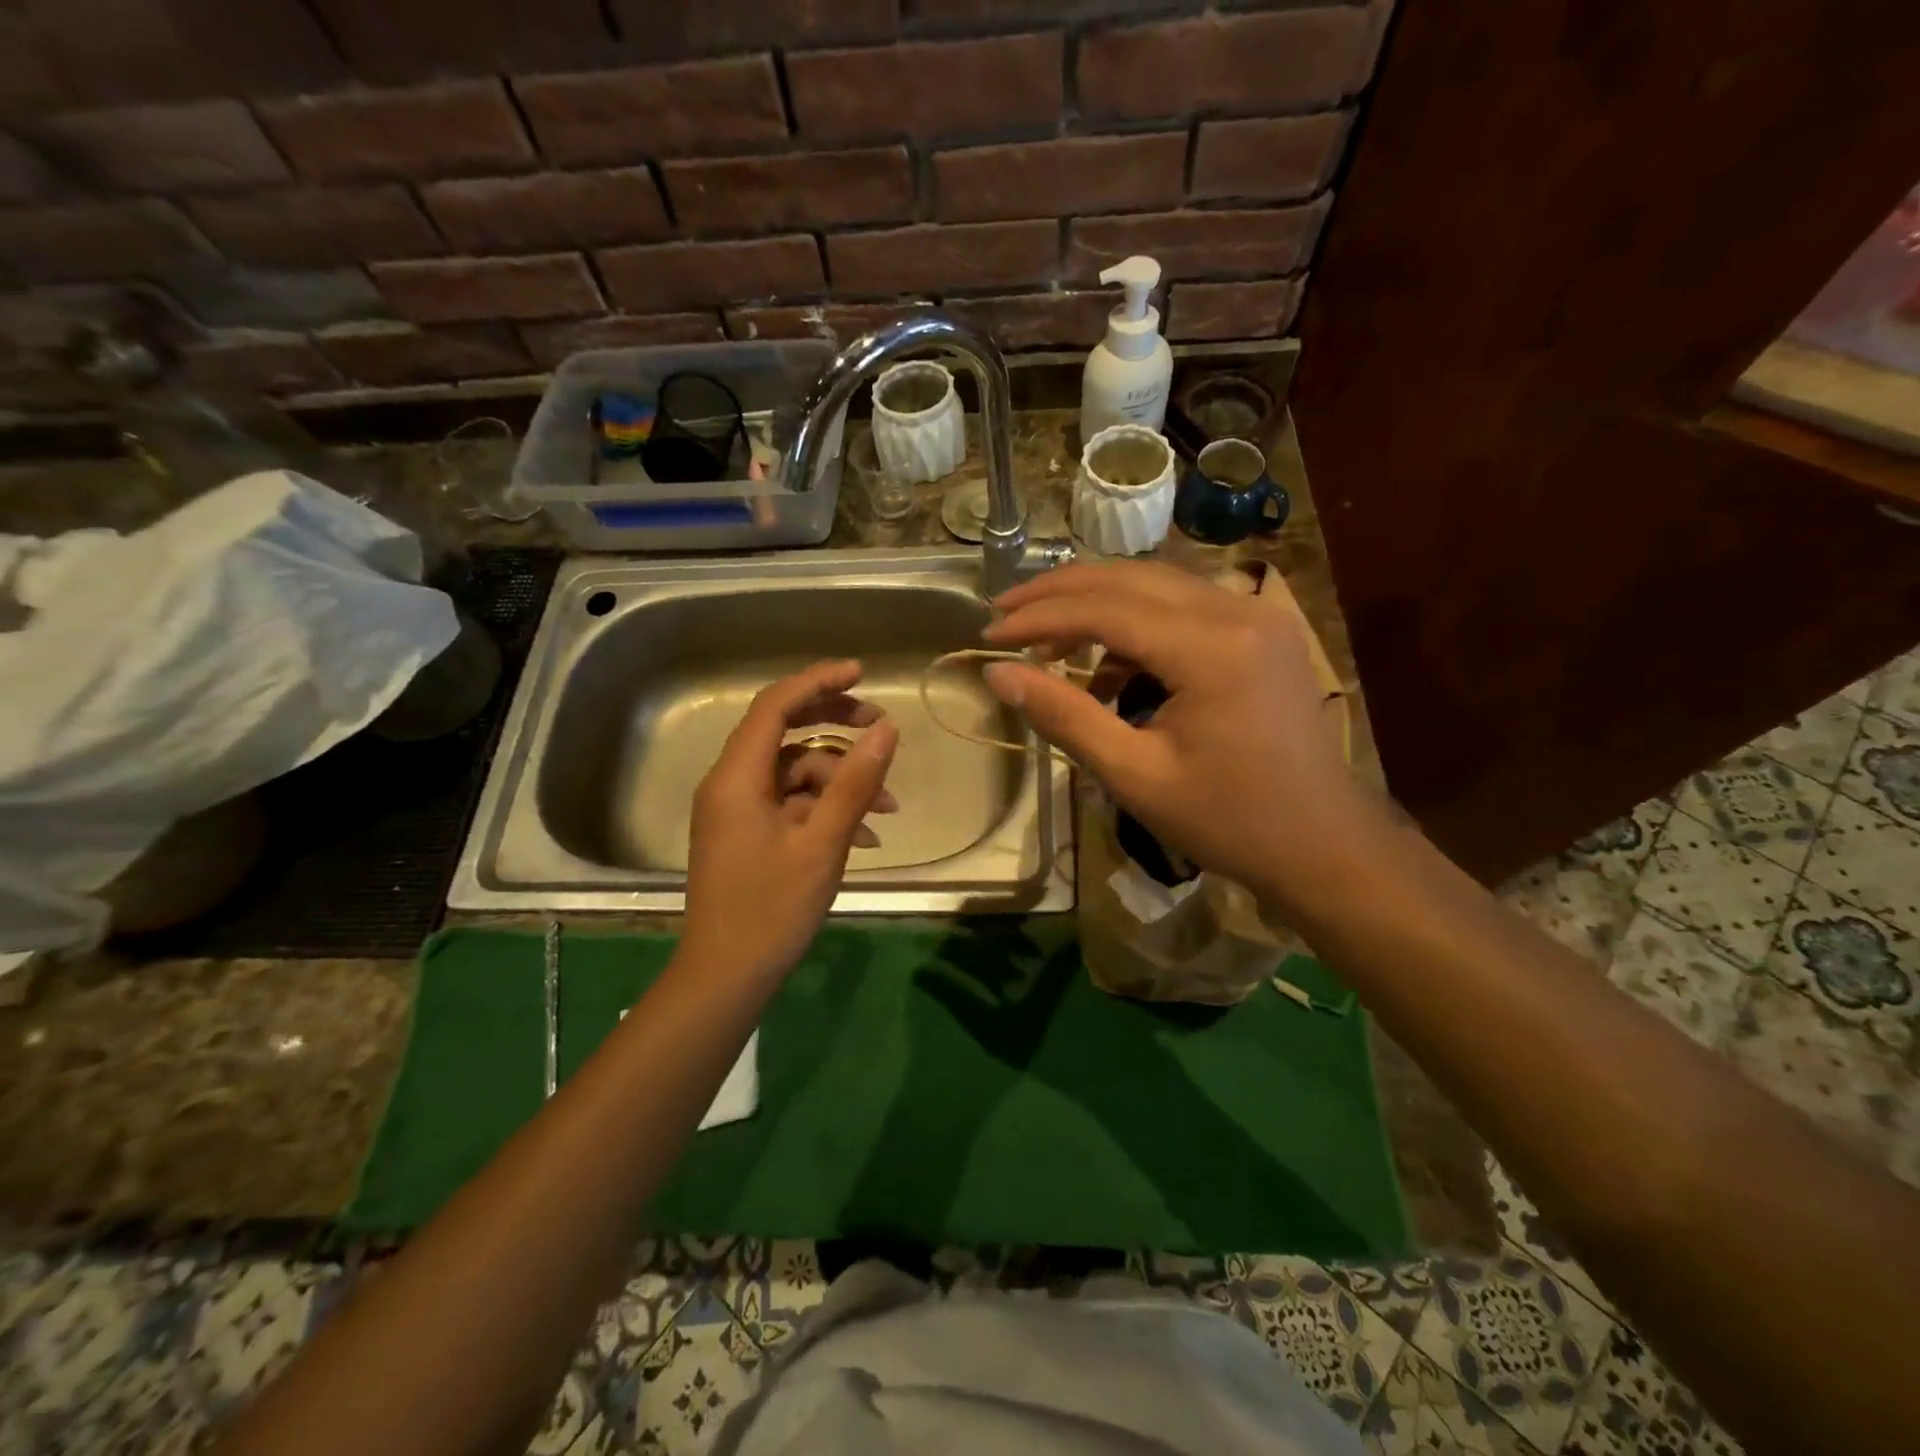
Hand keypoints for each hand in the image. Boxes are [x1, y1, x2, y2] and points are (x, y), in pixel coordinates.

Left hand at [682, 661, 898, 980]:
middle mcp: (731, 784)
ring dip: (841, 781)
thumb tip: (888, 728)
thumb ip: (855, 782)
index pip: (774, 706)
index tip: (862, 672)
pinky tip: (865, 834)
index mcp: (737, 778)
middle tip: (882, 726)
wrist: (726, 976)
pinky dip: (826, 809)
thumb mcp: (823, 843)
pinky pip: (791, 803)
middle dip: (836, 726)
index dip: (818, 682)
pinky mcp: (748, 833)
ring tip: (888, 807)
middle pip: (785, 732)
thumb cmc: (772, 910)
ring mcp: (738, 810)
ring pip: (795, 772)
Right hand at [982, 560, 1367, 909]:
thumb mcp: (1134, 775)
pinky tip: (1108, 668)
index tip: (988, 635)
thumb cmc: (1228, 820)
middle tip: (1004, 615)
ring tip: (1046, 642)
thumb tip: (998, 674)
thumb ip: (1064, 716)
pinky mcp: (1262, 630)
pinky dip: (1135, 625)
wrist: (1322, 843)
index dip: (1039, 617)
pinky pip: (1183, 607)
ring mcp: (1257, 615)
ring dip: (1095, 603)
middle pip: (1129, 577)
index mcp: (1212, 648)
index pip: (1105, 608)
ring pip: (1155, 584)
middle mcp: (1239, 611)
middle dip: (1059, 592)